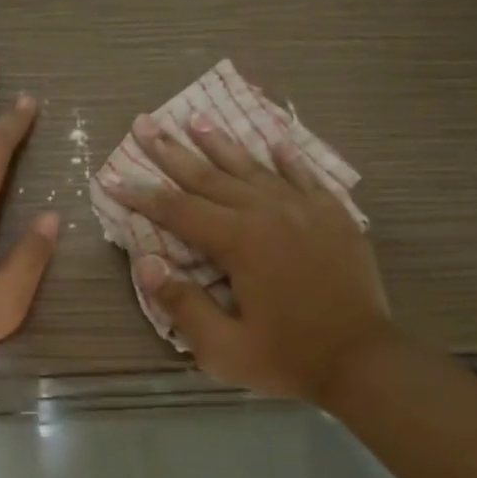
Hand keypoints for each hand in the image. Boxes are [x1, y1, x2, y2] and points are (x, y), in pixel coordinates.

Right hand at [101, 112, 396, 402]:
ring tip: (197, 118)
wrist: (364, 359)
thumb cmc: (287, 358)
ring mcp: (304, 209)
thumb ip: (182, 304)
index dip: (141, 194)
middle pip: (209, 176)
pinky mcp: (334, 215)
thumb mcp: (223, 348)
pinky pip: (305, 176)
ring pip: (253, 167)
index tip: (112, 177)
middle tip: (144, 124)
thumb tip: (146, 263)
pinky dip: (287, 158)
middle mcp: (267, 212)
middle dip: (172, 151)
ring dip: (221, 143)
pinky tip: (275, 141)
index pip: (177, 210)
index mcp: (238, 241)